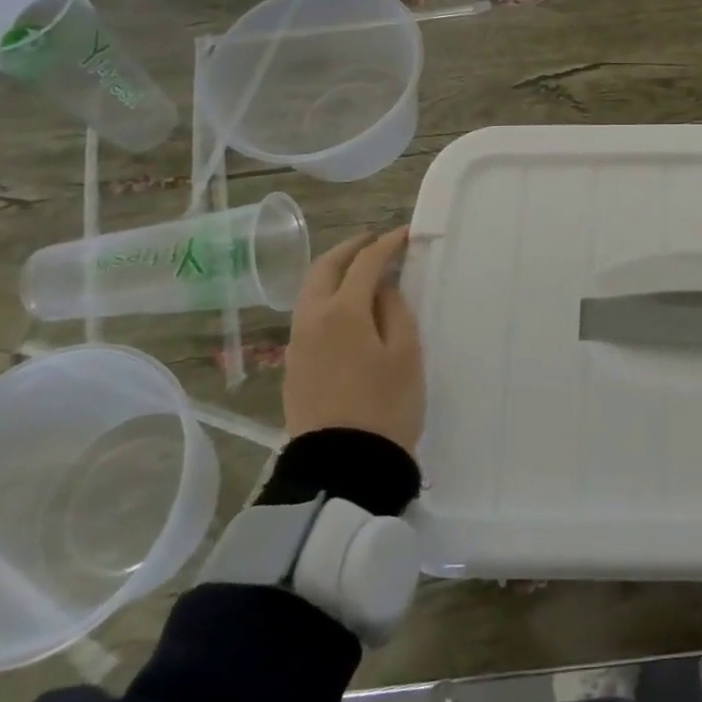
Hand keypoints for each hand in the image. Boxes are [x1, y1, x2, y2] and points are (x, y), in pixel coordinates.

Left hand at [283, 228, 423, 451]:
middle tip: (376, 241)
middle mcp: (312, 319)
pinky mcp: (295, 365)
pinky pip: (308, 314)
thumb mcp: (406, 352)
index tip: (406, 234)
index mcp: (342, 311)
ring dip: (335, 271)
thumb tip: (383, 288)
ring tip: (362, 270)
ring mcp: (298, 343)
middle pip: (325, 268)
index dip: (387, 244)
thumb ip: (395, 310)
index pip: (365, 262)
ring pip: (310, 290)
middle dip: (351, 248)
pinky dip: (328, 296)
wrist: (343, 467)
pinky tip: (347, 306)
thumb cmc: (386, 405)